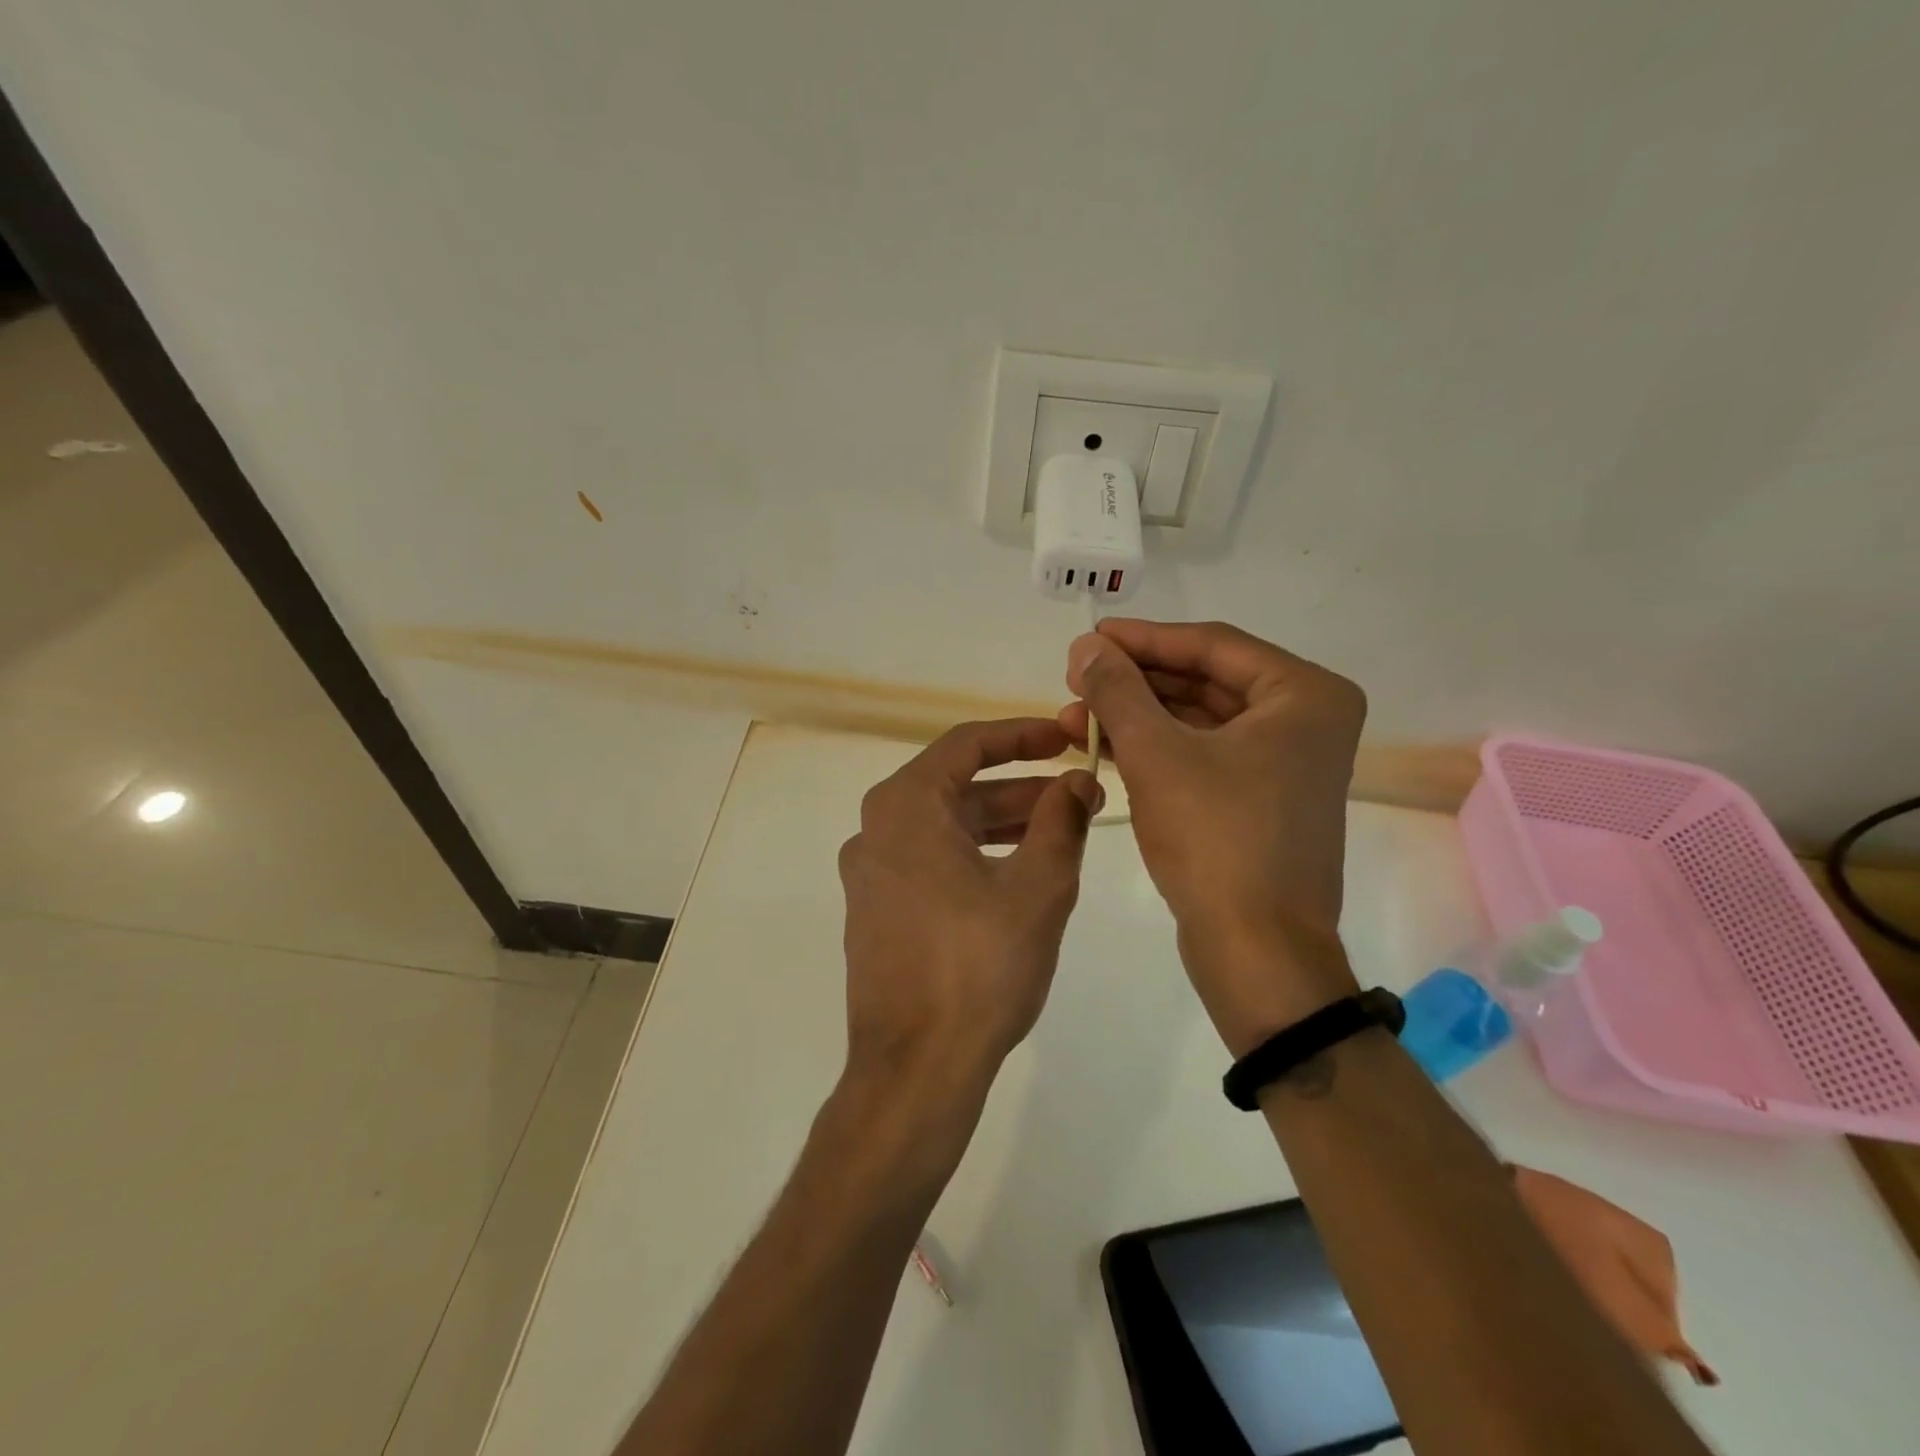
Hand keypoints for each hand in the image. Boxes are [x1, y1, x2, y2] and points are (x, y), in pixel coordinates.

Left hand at [837, 719, 1101, 1114]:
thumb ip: (1061, 821)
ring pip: (945, 829)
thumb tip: (1078, 781)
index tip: (1065, 737)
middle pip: (956, 788)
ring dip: (1001, 824)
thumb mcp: (1038, 886)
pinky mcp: (876, 914)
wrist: (916, 1068)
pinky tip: (1019, 874)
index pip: (966, 745)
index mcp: (904, 808)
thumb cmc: (979, 966)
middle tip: (1078, 793)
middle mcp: (875, 831)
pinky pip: (930, 863)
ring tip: (1060, 832)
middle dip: (1020, 788)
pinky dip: (975, 856)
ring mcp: (870, 875)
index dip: (1021, 735)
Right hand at [1060, 620, 1365, 1053]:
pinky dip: (1154, 748)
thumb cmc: (1216, 840)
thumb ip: (1118, 690)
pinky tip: (1102, 746)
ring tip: (1074, 717)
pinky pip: (1201, 754)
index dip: (1143, 639)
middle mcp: (1305, 720)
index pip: (1211, 645)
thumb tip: (1086, 645)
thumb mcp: (1156, 754)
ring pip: (1198, 720)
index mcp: (1304, 695)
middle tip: (1075, 679)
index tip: (1089, 637)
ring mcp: (1285, 763)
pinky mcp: (1260, 799)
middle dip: (1134, 682)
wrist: (1257, 950)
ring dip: (1137, 717)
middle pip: (1204, 680)